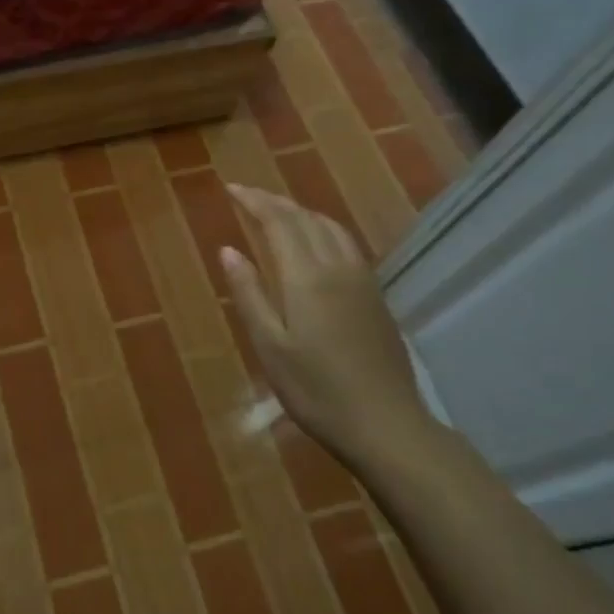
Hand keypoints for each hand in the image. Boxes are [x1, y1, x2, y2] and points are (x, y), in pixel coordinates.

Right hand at [219, 184, 435, 469]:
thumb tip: (228, 250)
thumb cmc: (315, 390)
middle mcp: (337, 267)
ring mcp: (362, 280)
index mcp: (307, 277)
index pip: (279, 222)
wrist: (385, 424)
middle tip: (246, 195)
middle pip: (306, 218)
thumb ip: (249, 293)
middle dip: (274, 201)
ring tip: (277, 212)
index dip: (254, 201)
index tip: (230, 188)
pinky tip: (315, 242)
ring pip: (330, 227)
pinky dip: (322, 228)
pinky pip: (346, 244)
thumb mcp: (270, 345)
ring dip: (301, 211)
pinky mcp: (375, 296)